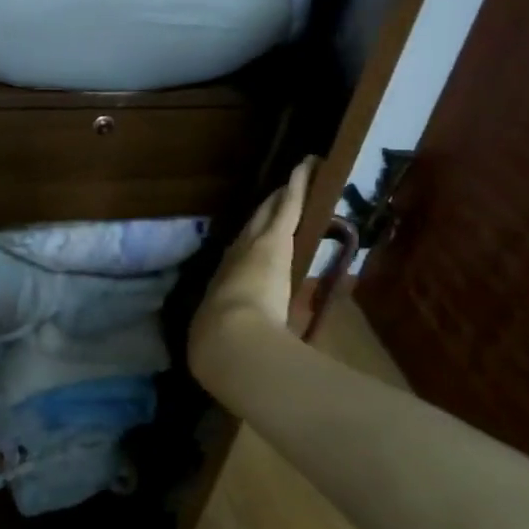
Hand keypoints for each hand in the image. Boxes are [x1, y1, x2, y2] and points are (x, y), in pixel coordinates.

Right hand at [190, 157, 313, 380]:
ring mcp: (254, 245)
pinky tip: (307, 166)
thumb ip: (237, 346)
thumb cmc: (222, 347)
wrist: (227, 340)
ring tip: (288, 182)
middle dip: (258, 215)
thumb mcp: (228, 346)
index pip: (235, 262)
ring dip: (278, 200)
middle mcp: (231, 261)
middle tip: (268, 199)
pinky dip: (297, 186)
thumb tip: (244, 362)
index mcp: (222, 288)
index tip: (249, 240)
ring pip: (267, 215)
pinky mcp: (274, 238)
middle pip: (247, 231)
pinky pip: (288, 206)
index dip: (243, 249)